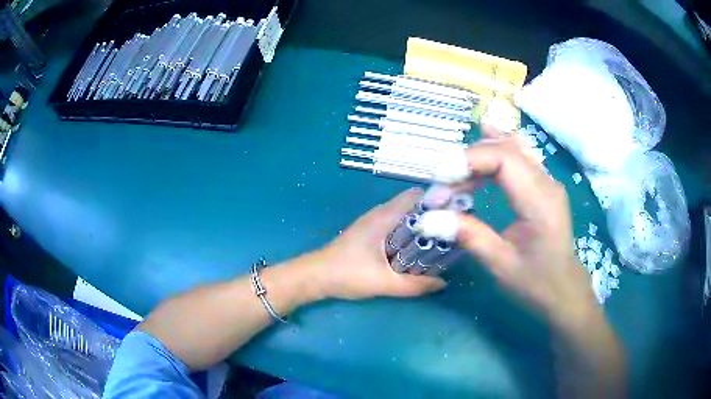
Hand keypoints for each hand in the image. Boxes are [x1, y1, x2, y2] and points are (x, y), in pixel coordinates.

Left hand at [313, 189, 446, 299]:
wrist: (315, 277)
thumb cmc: (346, 274)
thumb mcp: (383, 283)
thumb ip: (414, 285)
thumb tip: (443, 283)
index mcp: (383, 217)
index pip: (416, 196)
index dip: (437, 199)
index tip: (457, 211)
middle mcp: (380, 214)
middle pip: (413, 205)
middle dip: (434, 214)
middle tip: (454, 228)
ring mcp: (374, 223)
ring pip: (405, 216)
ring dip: (422, 224)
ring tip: (443, 237)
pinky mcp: (370, 233)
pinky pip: (397, 226)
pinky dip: (411, 232)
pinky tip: (419, 248)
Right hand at [456, 126, 595, 324]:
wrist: (564, 290)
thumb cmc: (536, 283)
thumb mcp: (500, 264)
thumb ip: (468, 235)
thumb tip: (426, 219)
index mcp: (540, 202)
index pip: (504, 159)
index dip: (469, 160)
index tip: (440, 181)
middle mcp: (547, 183)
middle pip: (506, 149)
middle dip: (468, 161)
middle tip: (442, 186)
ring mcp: (548, 181)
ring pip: (514, 147)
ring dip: (481, 154)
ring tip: (454, 170)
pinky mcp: (544, 185)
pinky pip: (520, 156)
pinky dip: (497, 150)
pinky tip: (485, 138)